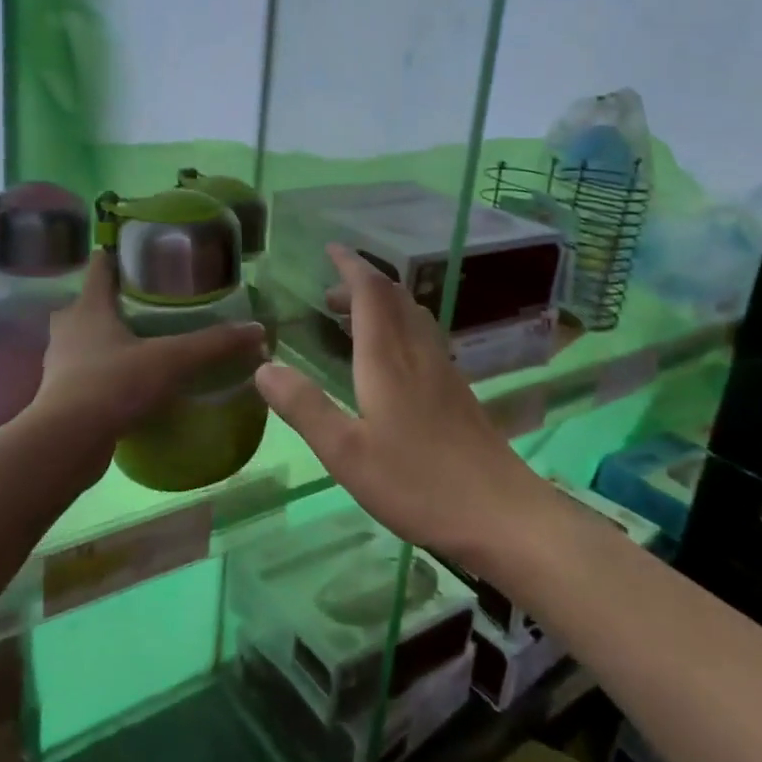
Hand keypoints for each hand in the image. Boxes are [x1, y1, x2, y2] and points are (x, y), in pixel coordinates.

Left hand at [28, 252, 266, 470]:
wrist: (67, 442)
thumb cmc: (113, 384)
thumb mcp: (171, 360)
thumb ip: (213, 344)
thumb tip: (257, 330)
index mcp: (89, 307)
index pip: (100, 266)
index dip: (118, 256)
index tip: (142, 254)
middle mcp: (69, 328)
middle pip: (90, 303)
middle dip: (115, 300)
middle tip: (151, 304)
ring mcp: (61, 363)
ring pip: (85, 339)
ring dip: (108, 338)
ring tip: (143, 342)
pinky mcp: (61, 395)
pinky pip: (86, 372)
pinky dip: (105, 372)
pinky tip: (130, 382)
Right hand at [255, 244, 535, 558]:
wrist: (499, 513)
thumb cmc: (417, 483)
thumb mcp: (346, 452)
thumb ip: (304, 407)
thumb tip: (262, 367)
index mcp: (388, 359)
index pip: (371, 292)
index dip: (350, 265)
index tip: (331, 248)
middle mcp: (419, 353)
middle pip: (395, 298)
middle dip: (361, 284)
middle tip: (328, 296)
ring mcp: (444, 371)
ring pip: (413, 317)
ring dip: (382, 305)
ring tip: (352, 322)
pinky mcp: (458, 391)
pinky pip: (424, 338)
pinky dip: (400, 328)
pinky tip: (391, 360)